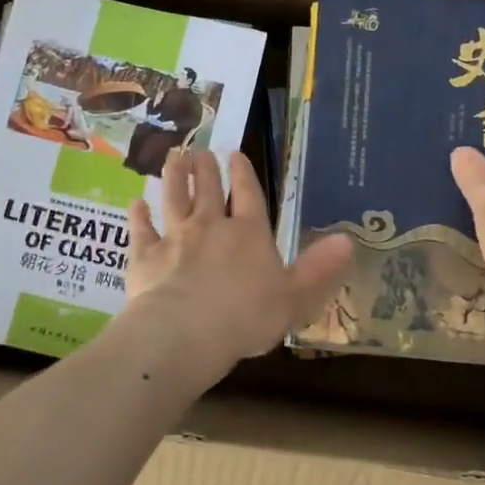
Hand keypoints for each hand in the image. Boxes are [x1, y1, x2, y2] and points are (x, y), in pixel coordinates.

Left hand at [126, 149, 352, 374]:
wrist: (186, 332)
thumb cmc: (247, 317)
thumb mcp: (295, 297)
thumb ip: (319, 269)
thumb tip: (348, 240)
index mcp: (249, 233)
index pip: (249, 194)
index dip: (244, 173)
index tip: (236, 154)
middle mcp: (210, 226)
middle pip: (207, 188)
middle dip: (205, 168)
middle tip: (200, 152)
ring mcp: (174, 237)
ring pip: (173, 198)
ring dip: (174, 177)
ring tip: (174, 159)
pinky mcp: (145, 255)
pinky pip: (141, 229)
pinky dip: (139, 215)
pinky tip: (136, 204)